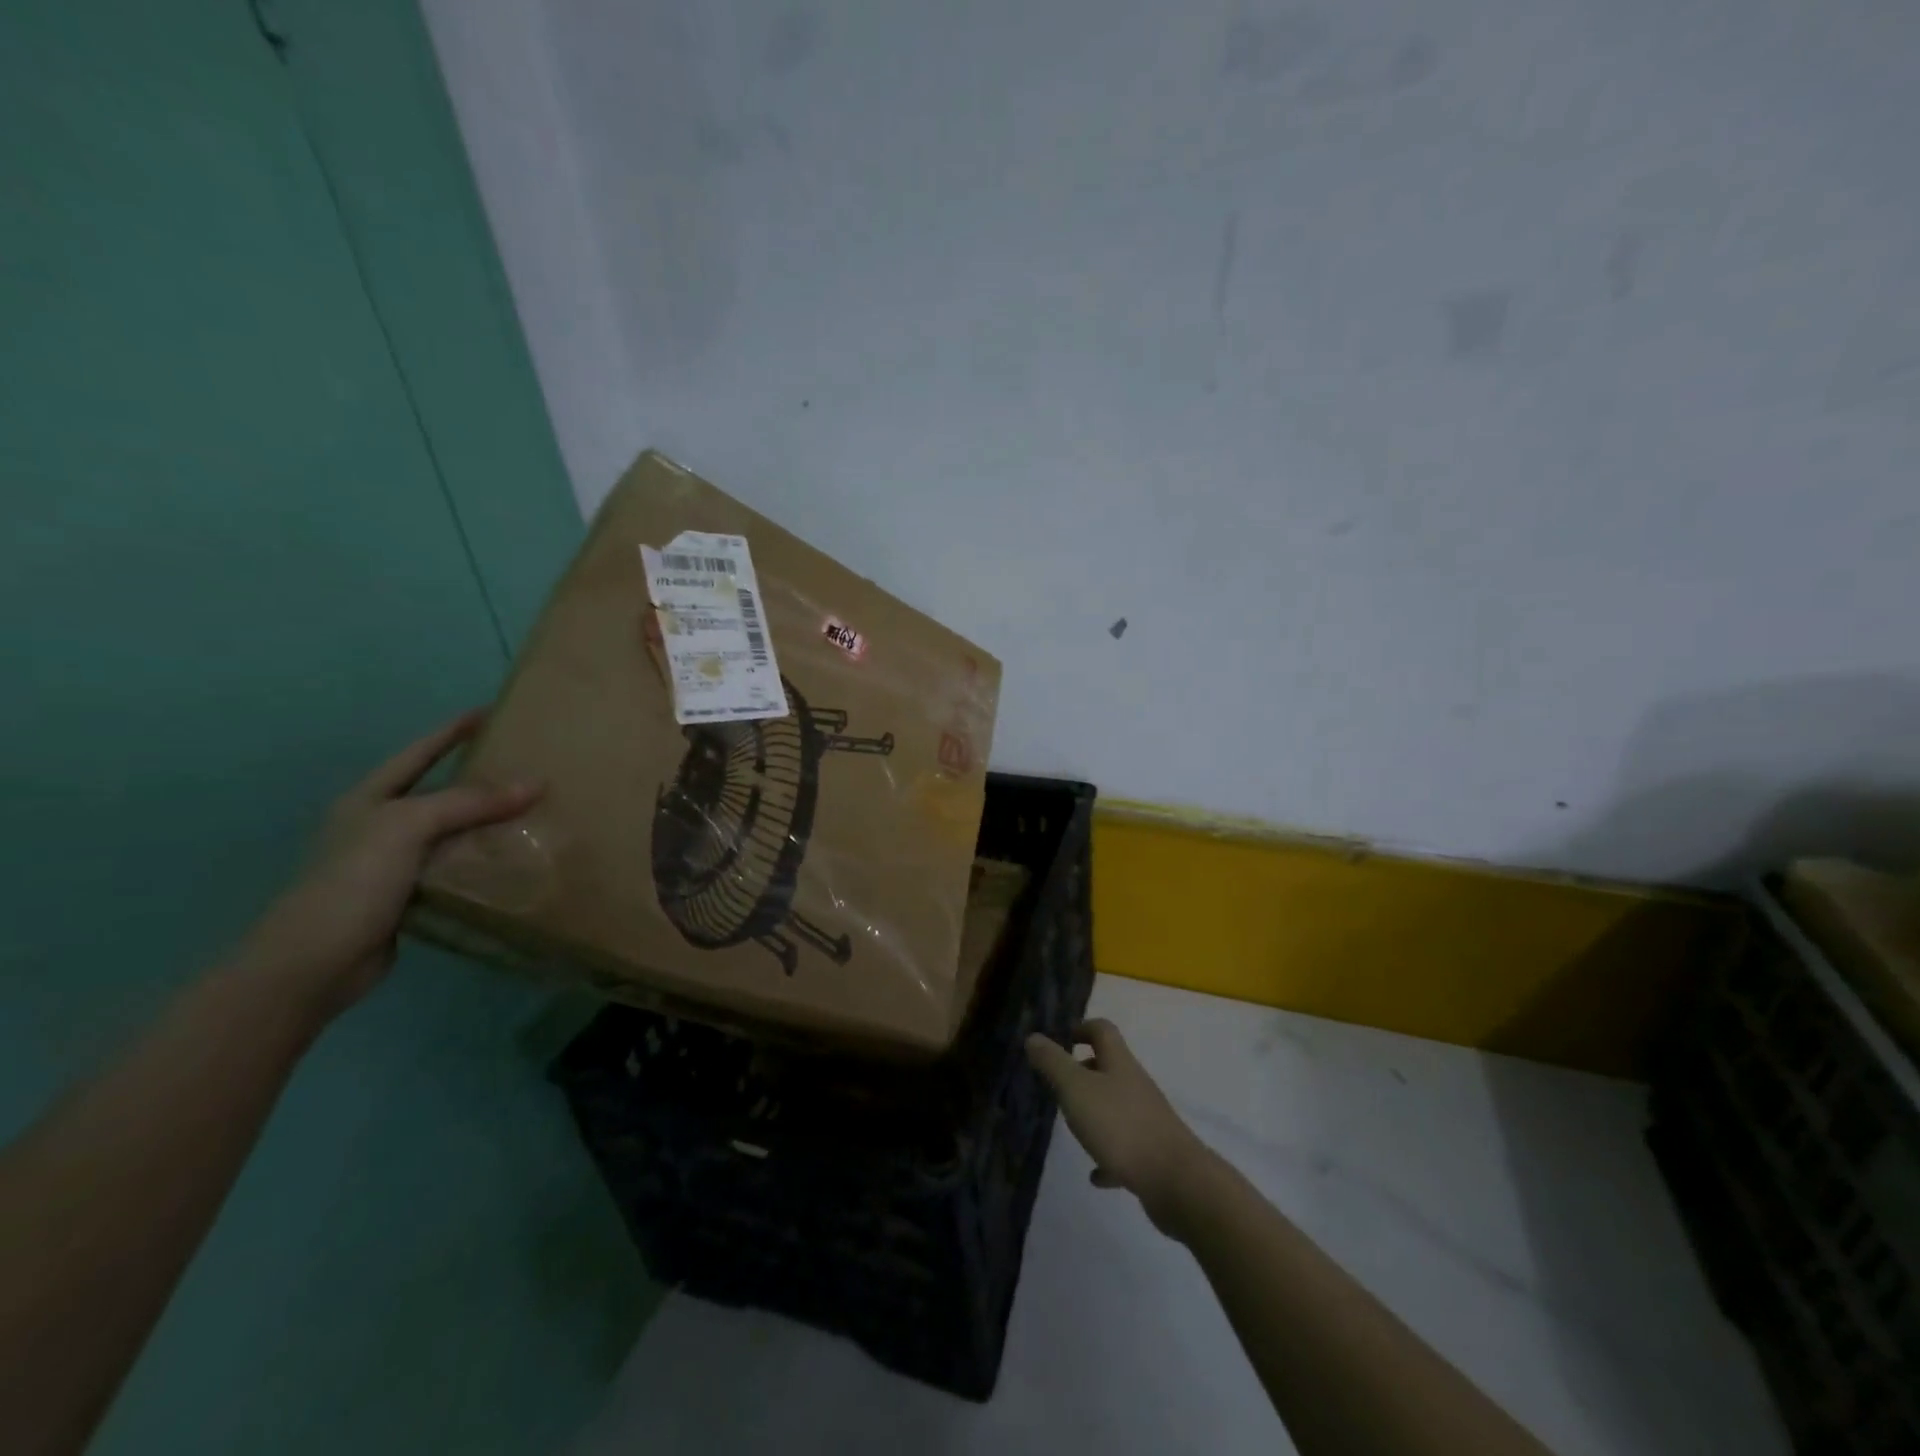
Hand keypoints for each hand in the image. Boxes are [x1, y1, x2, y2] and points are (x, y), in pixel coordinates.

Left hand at [240, 710, 541, 1020]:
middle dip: (481, 780)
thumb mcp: (407, 827)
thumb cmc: (352, 881)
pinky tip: (515, 858)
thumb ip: (469, 802)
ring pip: (454, 832)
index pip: (418, 753)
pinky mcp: (411, 896)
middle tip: (528, 766)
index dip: (452, 732)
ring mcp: (395, 863)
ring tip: (535, 811)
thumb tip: (535, 783)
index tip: (490, 713)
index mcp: (370, 800)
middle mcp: (381, 826)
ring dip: (490, 823)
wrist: (313, 963)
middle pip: (440, 792)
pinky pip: (458, 867)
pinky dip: (485, 860)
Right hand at [1026, 1019, 1211, 1231]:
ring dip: (1095, 1111)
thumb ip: (1053, 1063)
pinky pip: (1125, 1148)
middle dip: (1085, 1071)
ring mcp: (1147, 1119)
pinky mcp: (1153, 1154)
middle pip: (1110, 1067)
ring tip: (1072, 1125)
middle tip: (1059, 1085)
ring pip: (1117, 1106)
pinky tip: (1095, 1175)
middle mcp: (1135, 1085)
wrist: (1176, 1182)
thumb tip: (1033, 1037)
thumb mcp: (1077, 1090)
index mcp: (1119, 1063)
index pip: (1103, 1031)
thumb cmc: (1121, 1126)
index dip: (1082, 1028)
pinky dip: (1108, 1155)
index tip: (1062, 1039)